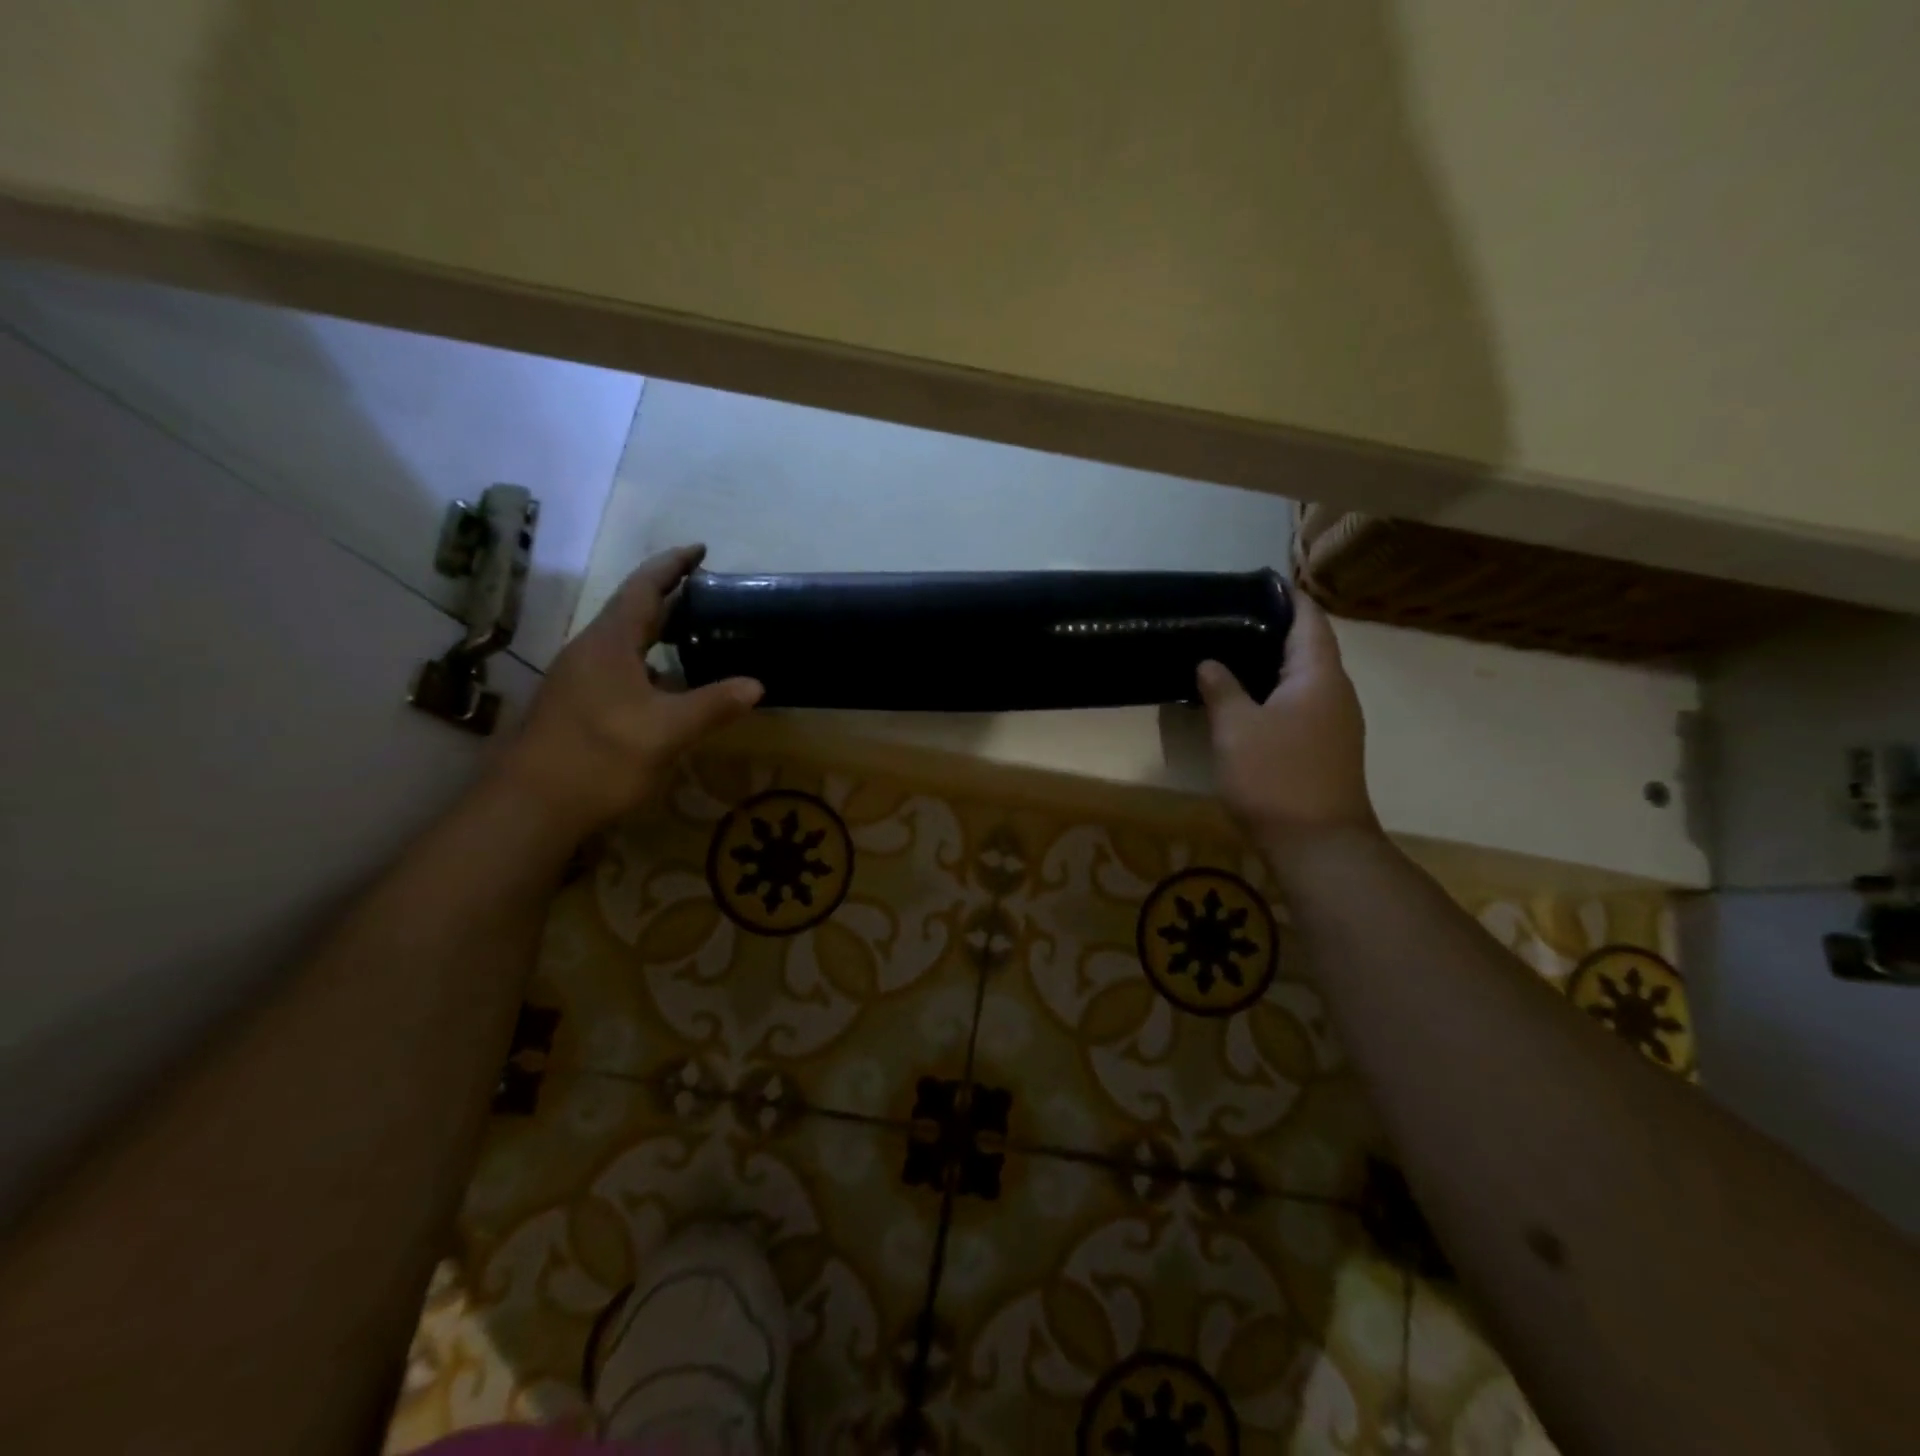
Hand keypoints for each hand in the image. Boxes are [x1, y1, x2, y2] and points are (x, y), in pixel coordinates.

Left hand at [496, 545, 761, 831]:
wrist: (531, 806)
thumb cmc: (600, 758)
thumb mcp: (666, 732)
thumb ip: (712, 705)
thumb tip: (756, 685)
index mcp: (609, 644)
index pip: (643, 588)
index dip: (672, 565)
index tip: (700, 549)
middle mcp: (590, 651)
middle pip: (632, 610)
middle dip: (669, 595)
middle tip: (708, 592)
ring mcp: (578, 678)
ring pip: (623, 640)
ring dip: (657, 629)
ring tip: (695, 633)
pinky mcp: (576, 703)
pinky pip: (618, 665)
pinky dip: (648, 660)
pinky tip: (667, 684)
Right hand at [1196, 590, 1377, 851]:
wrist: (1318, 844)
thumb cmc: (1275, 776)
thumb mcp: (1236, 728)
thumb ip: (1221, 688)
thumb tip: (1209, 662)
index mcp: (1319, 675)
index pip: (1309, 619)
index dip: (1286, 597)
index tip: (1255, 584)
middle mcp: (1336, 691)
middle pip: (1309, 646)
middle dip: (1273, 629)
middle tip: (1228, 619)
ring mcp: (1336, 722)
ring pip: (1304, 678)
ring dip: (1273, 663)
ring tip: (1230, 653)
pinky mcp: (1326, 747)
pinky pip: (1302, 703)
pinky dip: (1276, 691)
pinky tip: (1246, 700)